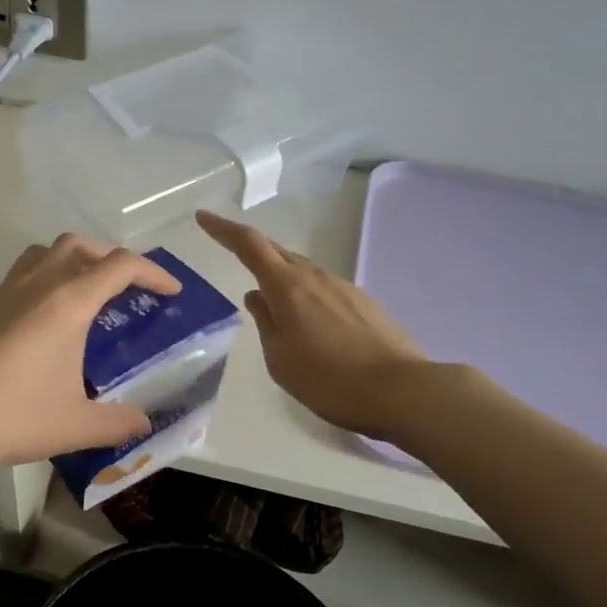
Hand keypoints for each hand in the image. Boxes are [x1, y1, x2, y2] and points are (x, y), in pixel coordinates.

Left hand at [0, 234, 182, 480]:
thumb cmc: (9, 416)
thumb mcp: (75, 426)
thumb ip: (118, 422)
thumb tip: (144, 422)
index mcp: (67, 303)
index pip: (120, 266)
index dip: (153, 273)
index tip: (171, 292)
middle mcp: (37, 286)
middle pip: (80, 245)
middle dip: (113, 257)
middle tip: (130, 288)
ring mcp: (4, 294)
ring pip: (47, 253)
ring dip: (76, 260)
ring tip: (90, 295)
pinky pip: (25, 275)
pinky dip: (49, 280)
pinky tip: (50, 324)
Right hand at [197, 209, 430, 439]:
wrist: (402, 390)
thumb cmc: (329, 380)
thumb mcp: (280, 359)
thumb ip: (265, 323)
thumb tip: (257, 297)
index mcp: (288, 287)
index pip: (249, 245)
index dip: (224, 229)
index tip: (204, 217)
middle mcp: (315, 277)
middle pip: (277, 251)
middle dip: (251, 247)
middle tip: (230, 249)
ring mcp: (343, 287)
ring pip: (302, 270)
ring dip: (281, 274)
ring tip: (270, 297)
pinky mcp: (364, 303)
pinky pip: (324, 288)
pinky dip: (306, 293)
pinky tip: (309, 319)